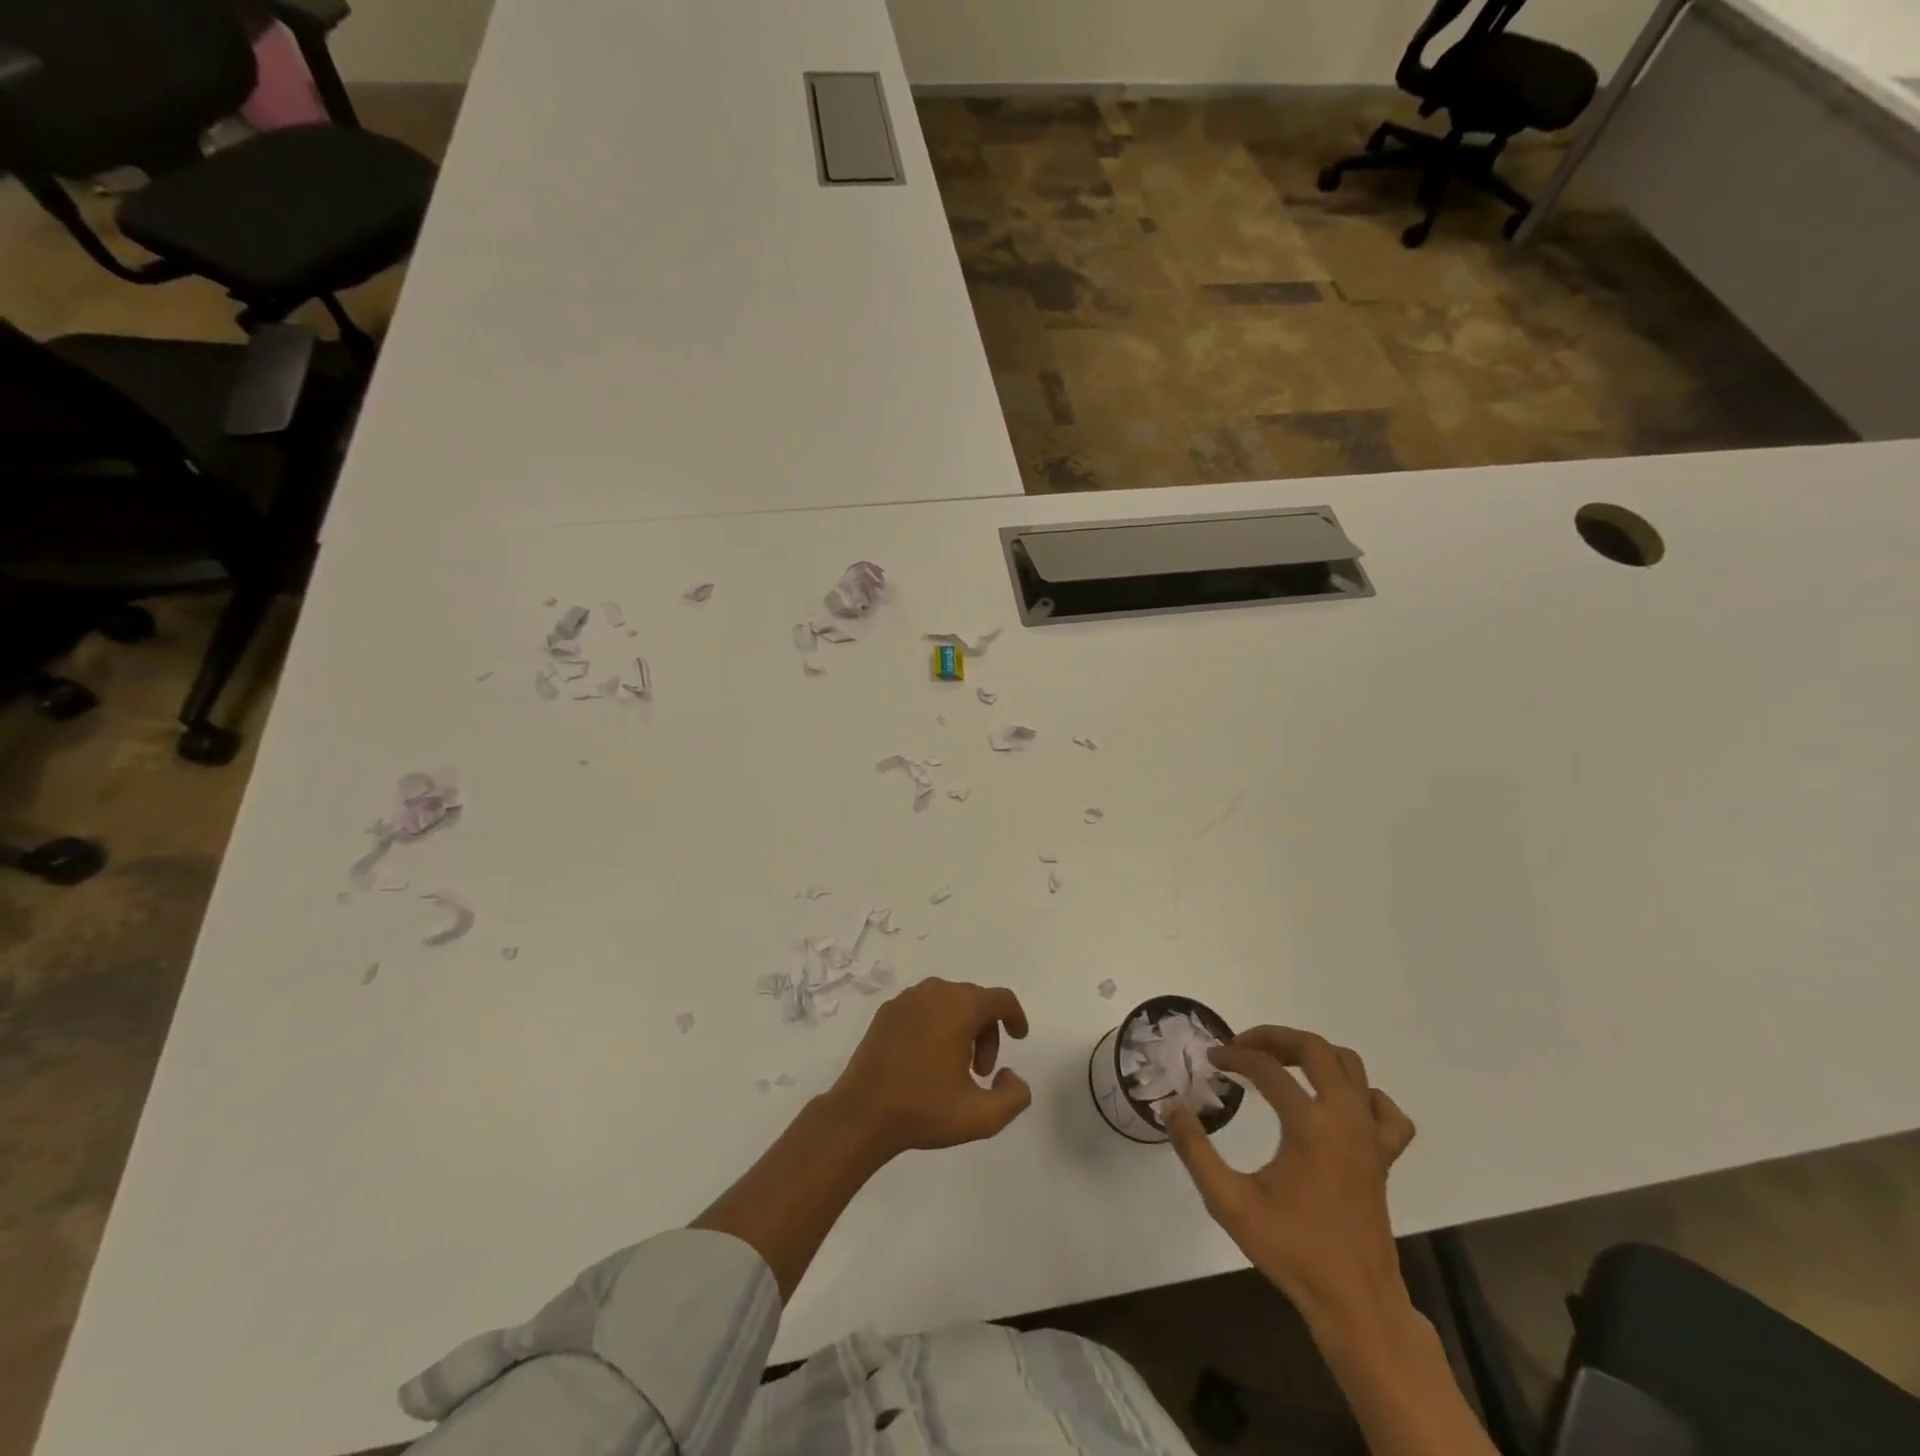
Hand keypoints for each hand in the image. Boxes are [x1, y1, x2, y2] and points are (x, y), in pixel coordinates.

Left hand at [829, 978, 1031, 1158]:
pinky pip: (924, 1008)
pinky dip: (936, 1025)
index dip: (1015, 1016)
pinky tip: (928, 1059)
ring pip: (949, 1002)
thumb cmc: (924, 1109)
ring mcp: (907, 999)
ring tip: (955, 1068)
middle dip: (987, 1032)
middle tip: (982, 1071)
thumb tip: (1011, 1075)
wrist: (861, 1113)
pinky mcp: (887, 1011)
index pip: (1000, 999)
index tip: (1019, 1038)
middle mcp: (935, 992)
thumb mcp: (981, 1116)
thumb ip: (1014, 1097)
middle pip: (975, 1001)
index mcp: (960, 1007)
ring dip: (962, 1028)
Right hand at [1167, 1026, 1415, 1333]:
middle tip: (1243, 1047)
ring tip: (1281, 1063)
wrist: (1354, 1301)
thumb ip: (1195, 1152)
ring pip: (1350, 1067)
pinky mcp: (1384, 1157)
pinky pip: (1383, 1109)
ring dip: (1313, 1054)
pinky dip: (1361, 1094)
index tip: (1211, 1059)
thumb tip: (1173, 1109)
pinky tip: (1337, 1104)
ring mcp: (1370, 1136)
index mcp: (1310, 1126)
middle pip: (1315, 1049)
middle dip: (1274, 1038)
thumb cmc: (1292, 1249)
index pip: (1267, 1069)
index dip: (1235, 1057)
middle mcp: (1345, 1119)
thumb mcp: (1229, 1202)